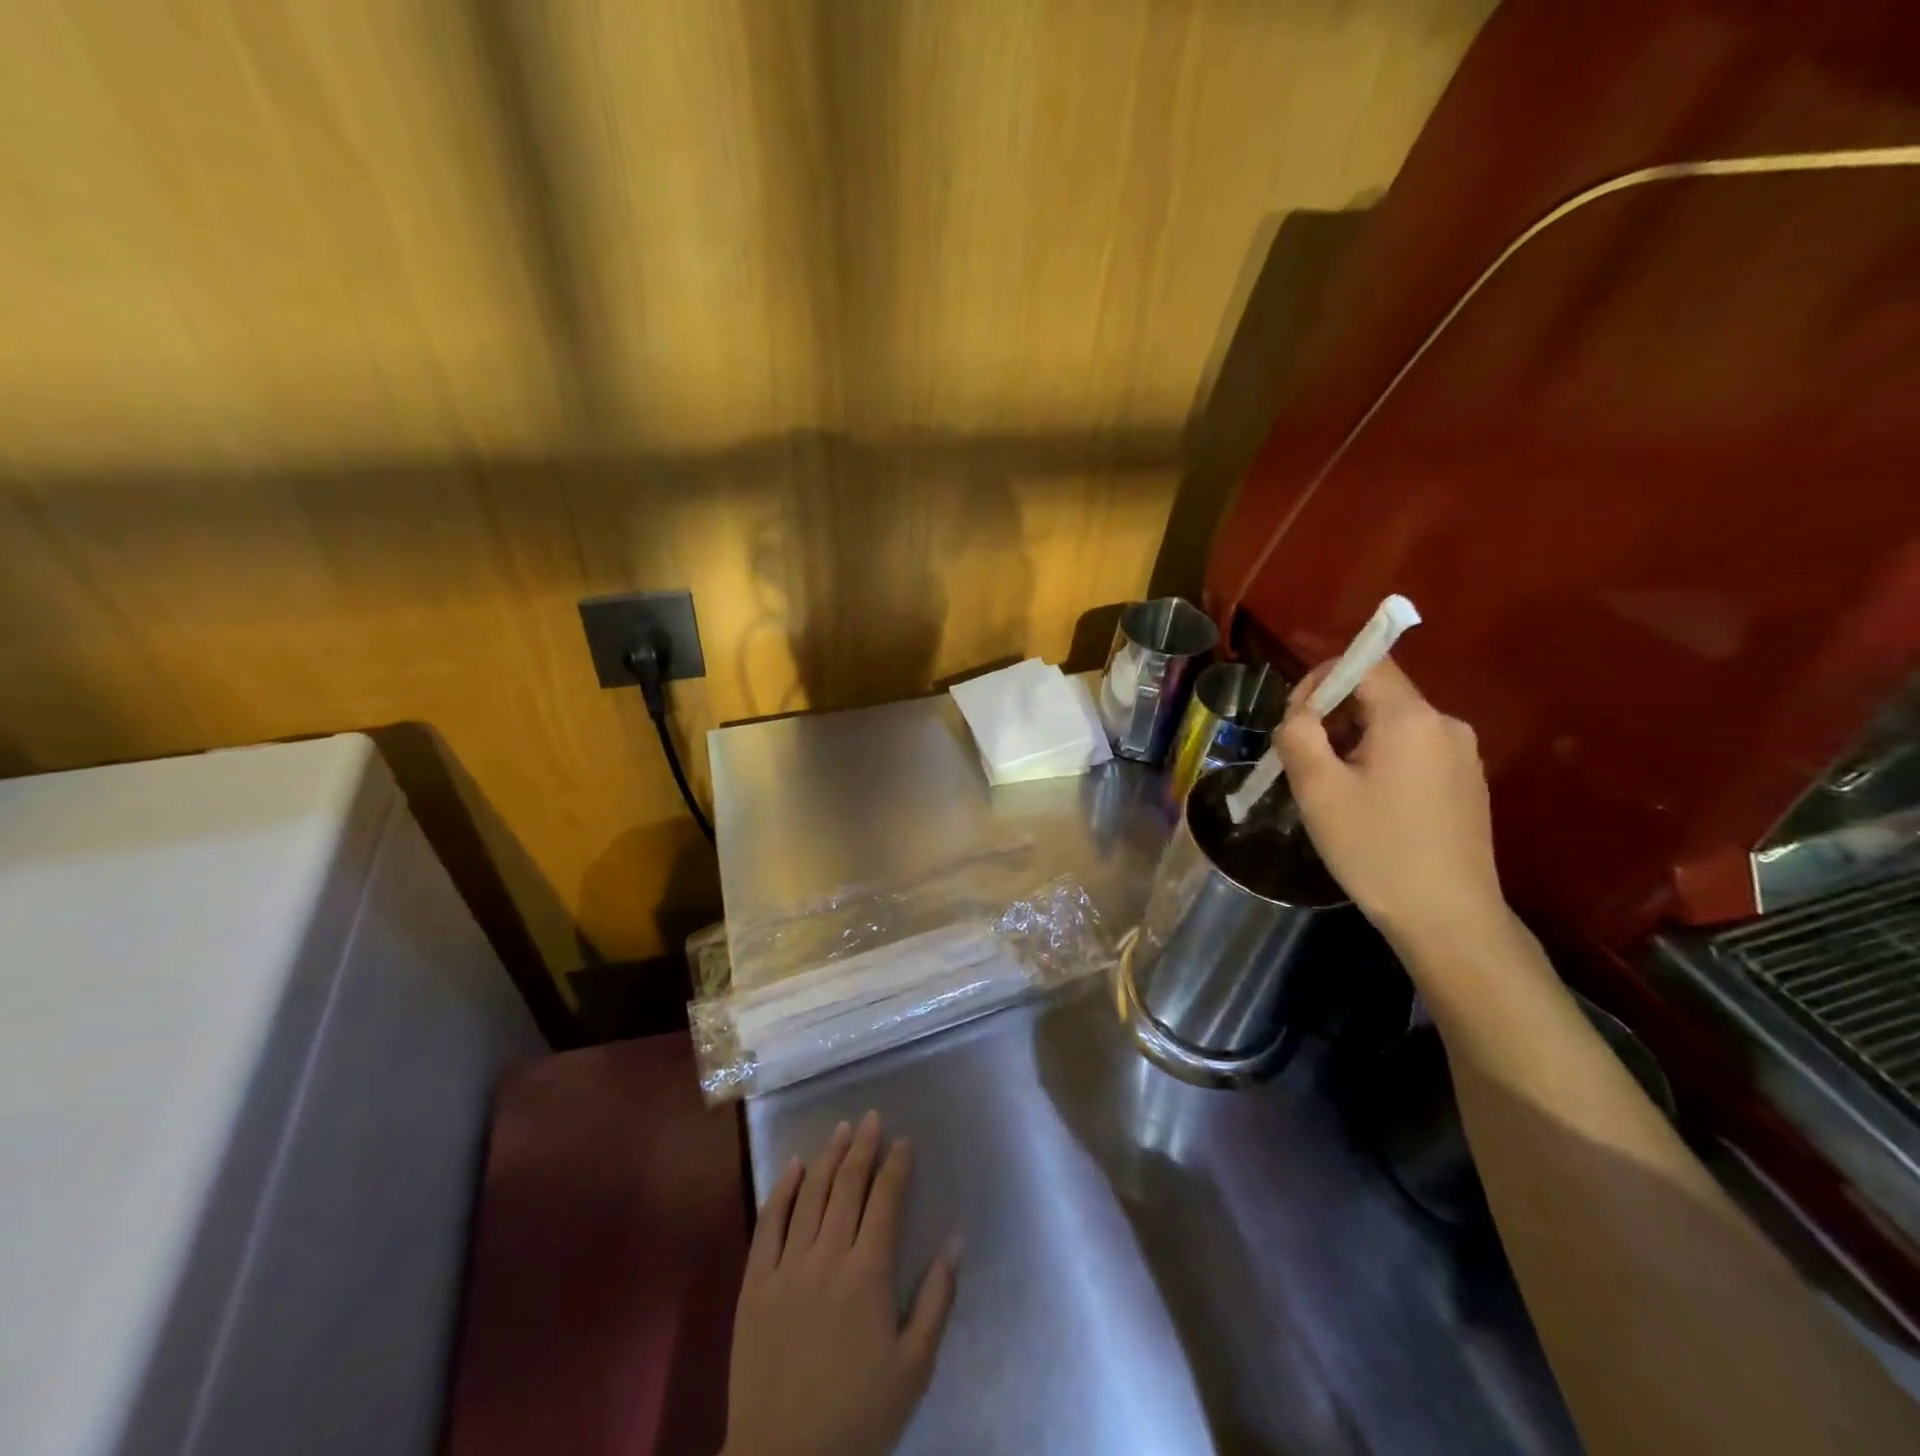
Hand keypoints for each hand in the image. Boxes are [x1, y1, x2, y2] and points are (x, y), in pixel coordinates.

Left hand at [722, 1112, 957, 1455]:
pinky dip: (783, 1189)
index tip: (904, 1141)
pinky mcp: (754, 1283)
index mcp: (868, 1273)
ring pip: (810, 1194)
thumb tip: (956, 1239)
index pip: (886, 1200)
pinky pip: (768, 1223)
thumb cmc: (858, 1416)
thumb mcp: (914, 1367)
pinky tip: (794, 1166)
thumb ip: (937, 1299)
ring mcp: (786, 1266)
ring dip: (828, 1157)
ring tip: (840, 1129)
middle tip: (871, 1118)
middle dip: (863, 1146)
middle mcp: (827, 1256)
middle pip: (847, 1185)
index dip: (897, 1165)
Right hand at [1276, 656, 1507, 952]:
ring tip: (1328, 788)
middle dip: (1332, 716)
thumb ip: (1298, 735)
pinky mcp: (1467, 783)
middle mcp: (1445, 725)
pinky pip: (1413, 751)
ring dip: (1353, 742)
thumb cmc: (1376, 850)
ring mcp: (1462, 755)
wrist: (1448, 918)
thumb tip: (1299, 713)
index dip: (1322, 679)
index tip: (1294, 719)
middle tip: (1302, 760)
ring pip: (1393, 726)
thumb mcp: (1319, 790)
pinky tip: (1365, 804)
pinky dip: (1379, 761)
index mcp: (1411, 718)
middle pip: (1378, 695)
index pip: (1366, 663)